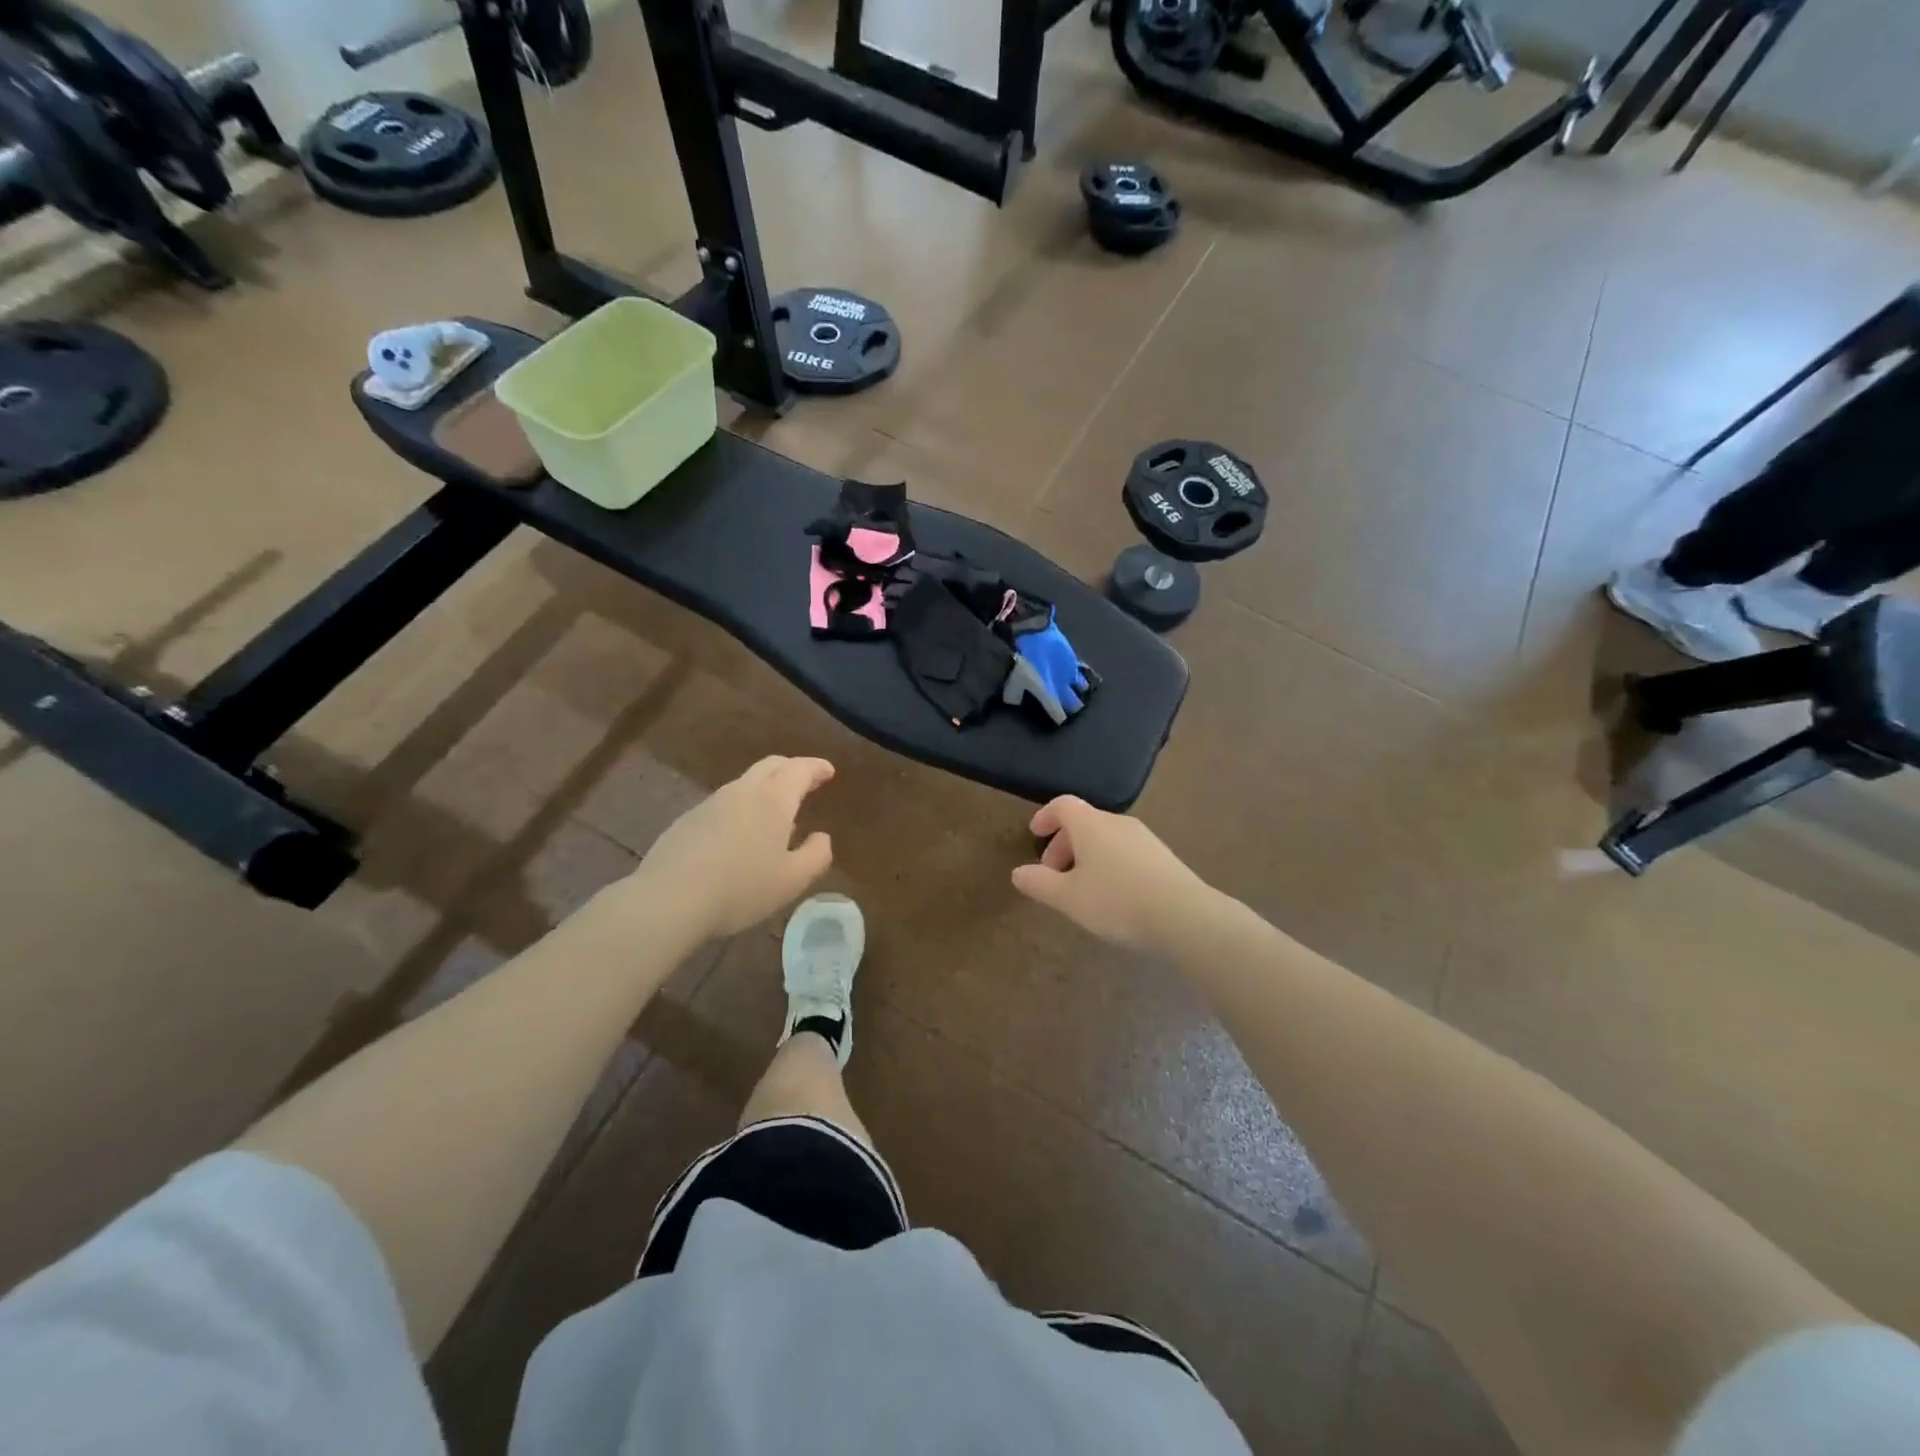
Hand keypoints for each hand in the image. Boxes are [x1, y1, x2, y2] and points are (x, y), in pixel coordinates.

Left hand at [631, 756, 835, 939]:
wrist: (669, 899)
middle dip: (791, 768)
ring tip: (774, 813)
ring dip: (765, 788)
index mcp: (773, 800)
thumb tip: (822, 837)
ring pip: (744, 783)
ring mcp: (710, 803)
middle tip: (805, 780)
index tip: (828, 771)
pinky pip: (723, 804)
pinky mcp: (686, 821)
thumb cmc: (741, 888)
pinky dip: (740, 808)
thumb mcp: (792, 880)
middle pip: (770, 765)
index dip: (817, 768)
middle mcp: (742, 791)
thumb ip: (816, 855)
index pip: (800, 770)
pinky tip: (739, 835)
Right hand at [1011, 796, 1207, 953]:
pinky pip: (1124, 851)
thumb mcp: (1068, 897)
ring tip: (1081, 889)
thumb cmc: (1117, 901)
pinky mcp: (1162, 857)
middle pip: (1084, 822)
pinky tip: (1111, 895)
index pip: (1062, 805)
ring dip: (1086, 856)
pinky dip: (1108, 863)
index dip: (1045, 816)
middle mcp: (1117, 822)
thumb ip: (1039, 883)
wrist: (1184, 916)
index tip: (1034, 834)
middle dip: (1063, 844)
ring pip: (1105, 838)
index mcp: (1091, 824)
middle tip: (1053, 875)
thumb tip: (1018, 872)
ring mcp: (1144, 838)